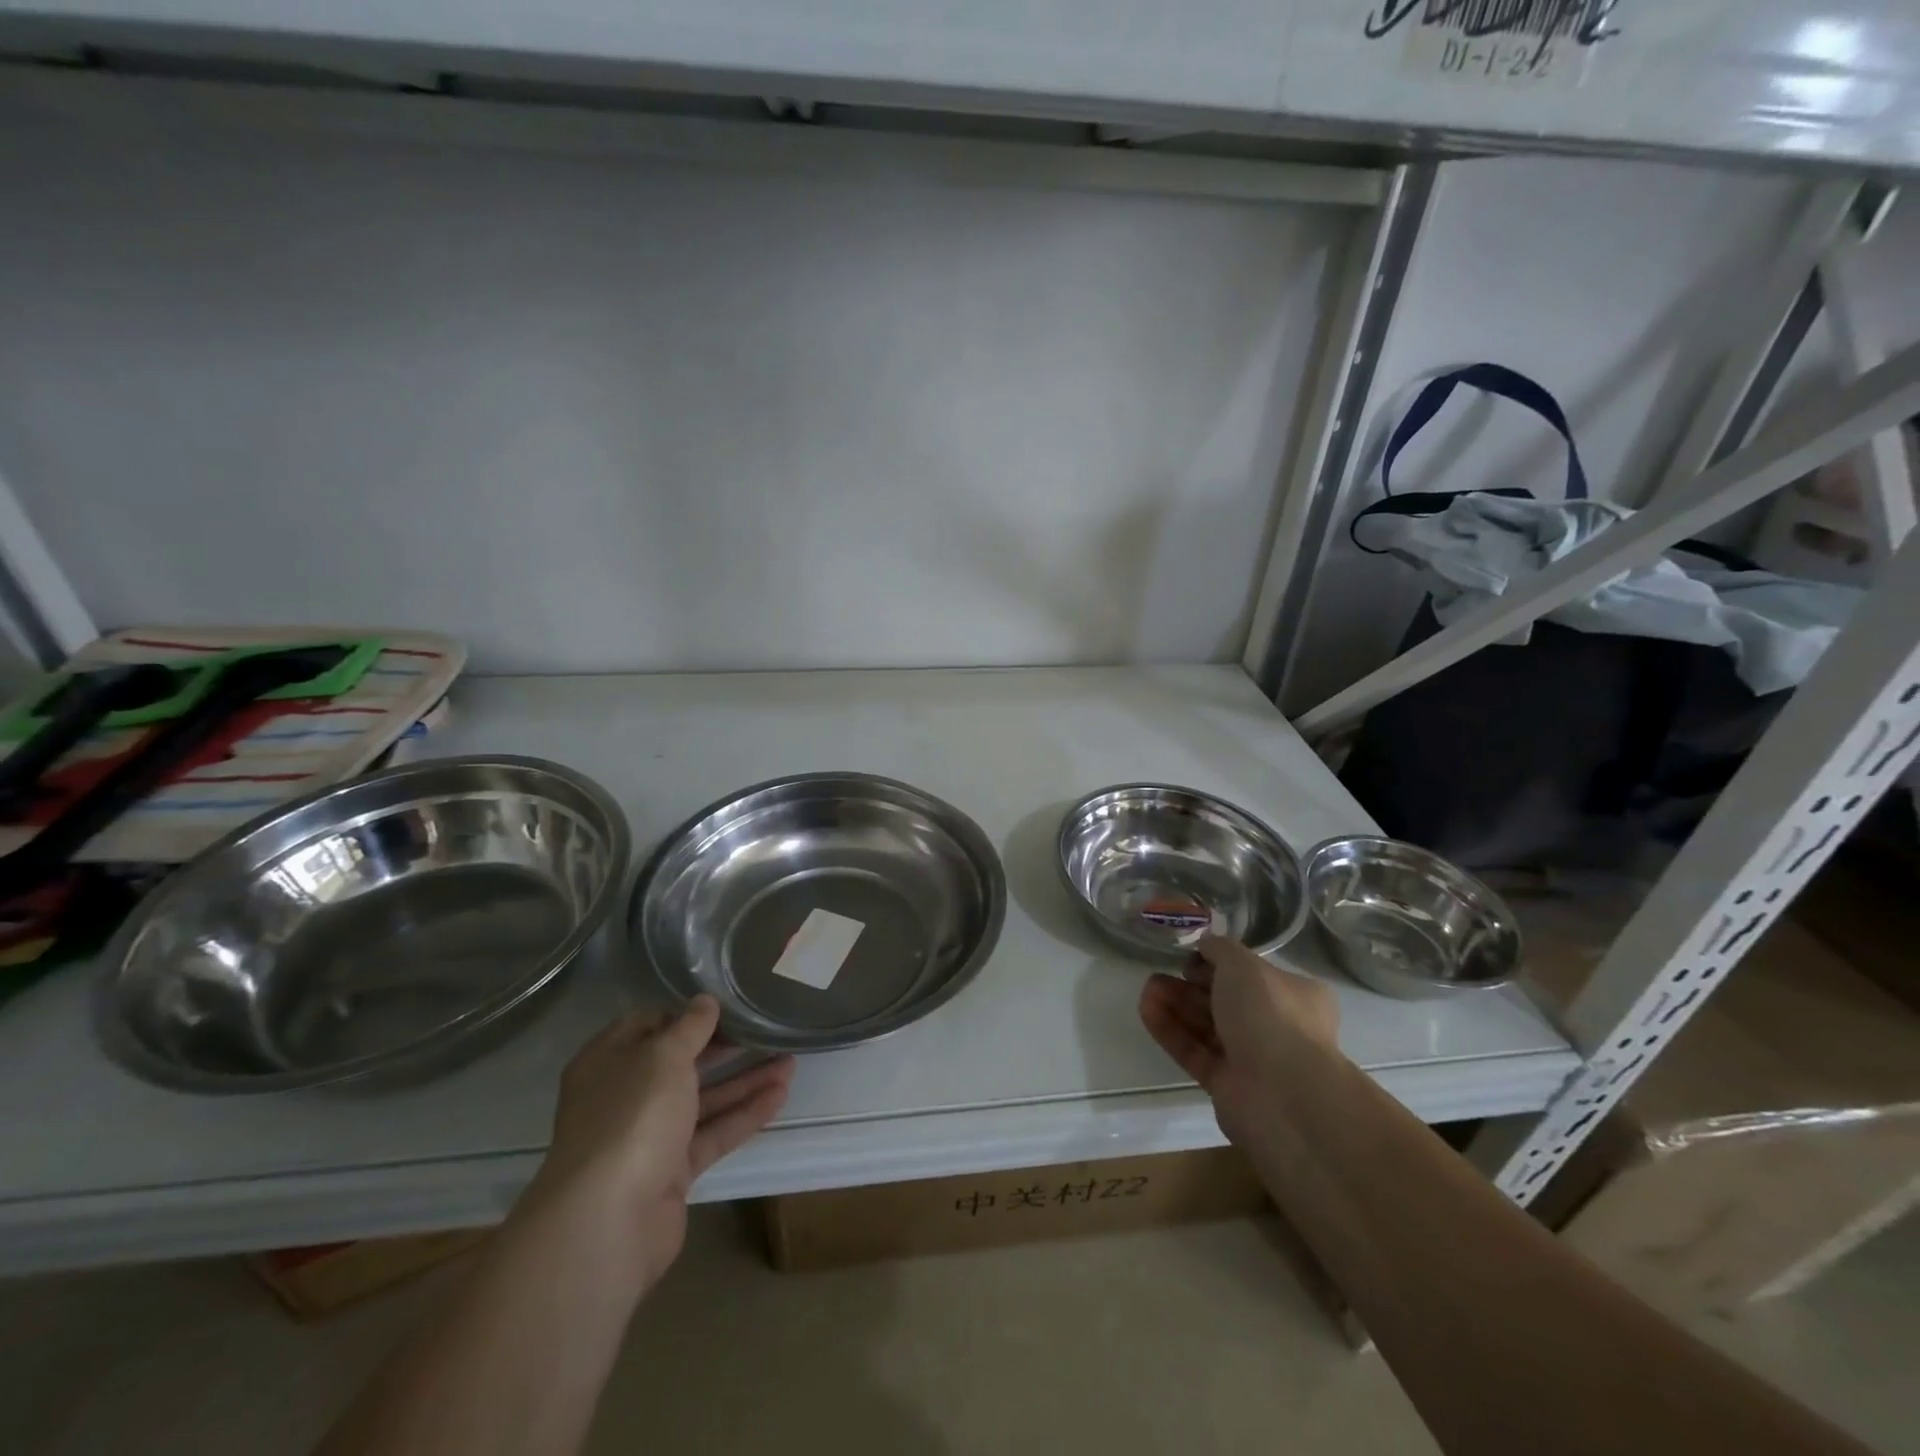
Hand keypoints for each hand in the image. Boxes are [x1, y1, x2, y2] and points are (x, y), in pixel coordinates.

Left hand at [518, 996, 793, 1291]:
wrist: (610, 1219)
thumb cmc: (632, 1117)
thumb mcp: (664, 1056)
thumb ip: (690, 1026)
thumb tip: (705, 1001)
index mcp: (607, 1063)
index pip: (647, 1025)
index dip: (685, 1014)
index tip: (726, 1005)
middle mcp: (624, 1097)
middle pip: (679, 1064)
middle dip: (724, 1048)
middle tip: (765, 1030)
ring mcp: (647, 1137)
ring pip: (702, 1100)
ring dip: (744, 1081)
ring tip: (790, 1062)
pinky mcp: (671, 1171)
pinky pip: (712, 1134)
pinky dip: (744, 1115)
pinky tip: (780, 1096)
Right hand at [1138, 933, 1339, 1145]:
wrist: (1282, 1095)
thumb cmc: (1270, 1015)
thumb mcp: (1243, 964)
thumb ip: (1219, 948)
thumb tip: (1205, 944)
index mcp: (1294, 995)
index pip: (1250, 974)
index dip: (1217, 963)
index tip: (1190, 958)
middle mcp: (1276, 1026)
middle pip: (1223, 1000)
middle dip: (1188, 985)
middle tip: (1157, 974)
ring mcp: (1252, 1058)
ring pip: (1206, 1026)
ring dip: (1175, 1005)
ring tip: (1146, 990)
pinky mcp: (1227, 1085)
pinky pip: (1195, 1052)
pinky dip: (1171, 1031)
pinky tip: (1146, 1011)